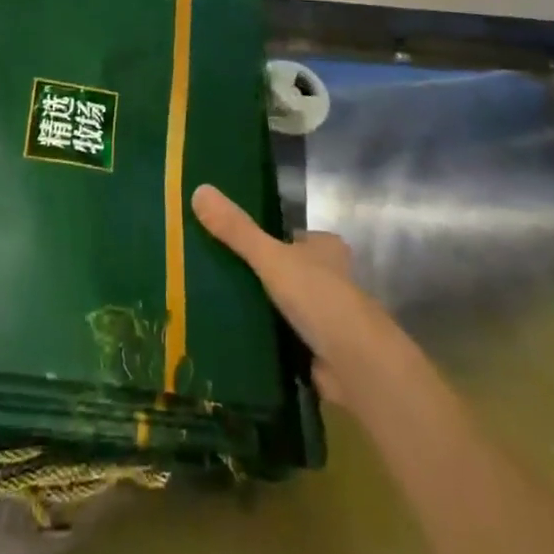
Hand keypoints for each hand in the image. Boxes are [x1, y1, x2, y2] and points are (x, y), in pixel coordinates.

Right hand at [191, 184, 388, 406]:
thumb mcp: (271, 256)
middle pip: (289, 271)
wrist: (354, 363)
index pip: (293, 238)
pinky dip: (267, 339)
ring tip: (219, 305)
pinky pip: (285, 338)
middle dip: (262, 276)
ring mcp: (327, 317)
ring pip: (287, 305)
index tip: (233, 244)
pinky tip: (238, 339)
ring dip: (263, 309)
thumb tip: (198, 189)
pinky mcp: (319, 351)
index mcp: (326, 249)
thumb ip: (237, 229)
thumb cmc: (318, 297)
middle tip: (218, 275)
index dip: (267, 240)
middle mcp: (331, 279)